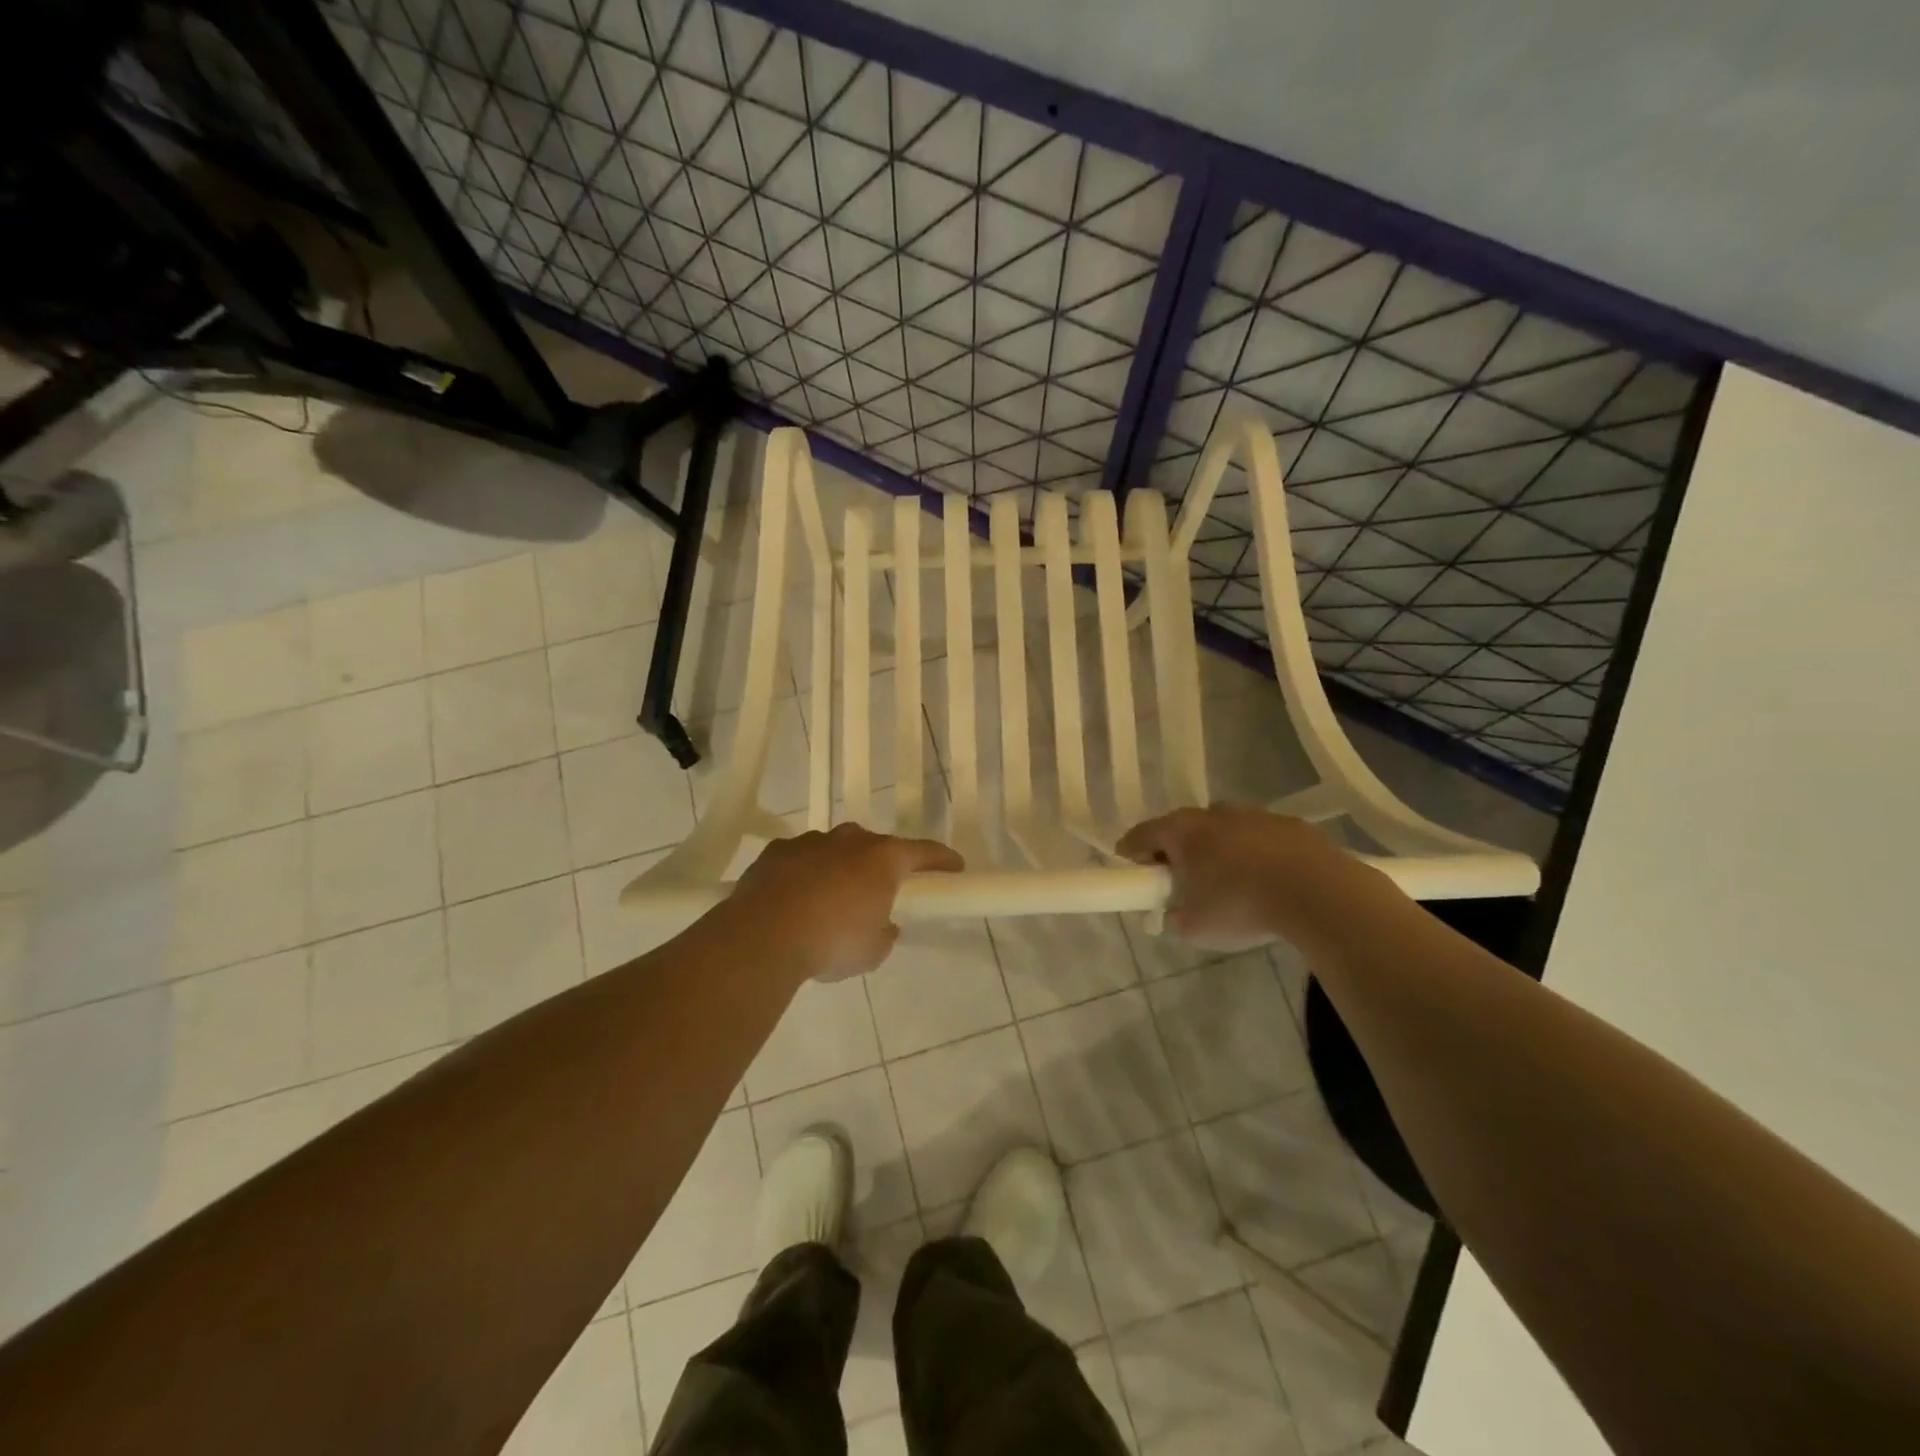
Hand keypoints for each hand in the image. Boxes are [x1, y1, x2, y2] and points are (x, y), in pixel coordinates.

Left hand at [729, 824, 964, 980]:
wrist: (763, 937)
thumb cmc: (832, 941)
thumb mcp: (874, 950)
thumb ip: (885, 932)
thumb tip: (883, 924)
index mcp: (883, 859)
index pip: (923, 852)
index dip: (942, 859)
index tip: (955, 866)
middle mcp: (850, 840)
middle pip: (875, 847)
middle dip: (882, 865)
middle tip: (881, 891)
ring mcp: (810, 842)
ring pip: (835, 849)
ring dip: (840, 868)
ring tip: (831, 900)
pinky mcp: (776, 851)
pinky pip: (800, 859)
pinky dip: (804, 874)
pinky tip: (796, 898)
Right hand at [1117, 805, 1379, 950]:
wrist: (1318, 893)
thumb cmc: (1241, 905)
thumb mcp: (1194, 927)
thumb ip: (1174, 918)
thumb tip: (1174, 914)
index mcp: (1183, 831)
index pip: (1142, 834)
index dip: (1131, 851)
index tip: (1130, 868)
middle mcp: (1215, 813)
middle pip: (1184, 828)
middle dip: (1178, 851)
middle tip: (1181, 880)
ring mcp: (1256, 815)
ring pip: (1225, 830)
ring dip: (1220, 851)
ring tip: (1230, 883)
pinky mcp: (1292, 825)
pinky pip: (1262, 839)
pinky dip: (1257, 855)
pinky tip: (1268, 882)